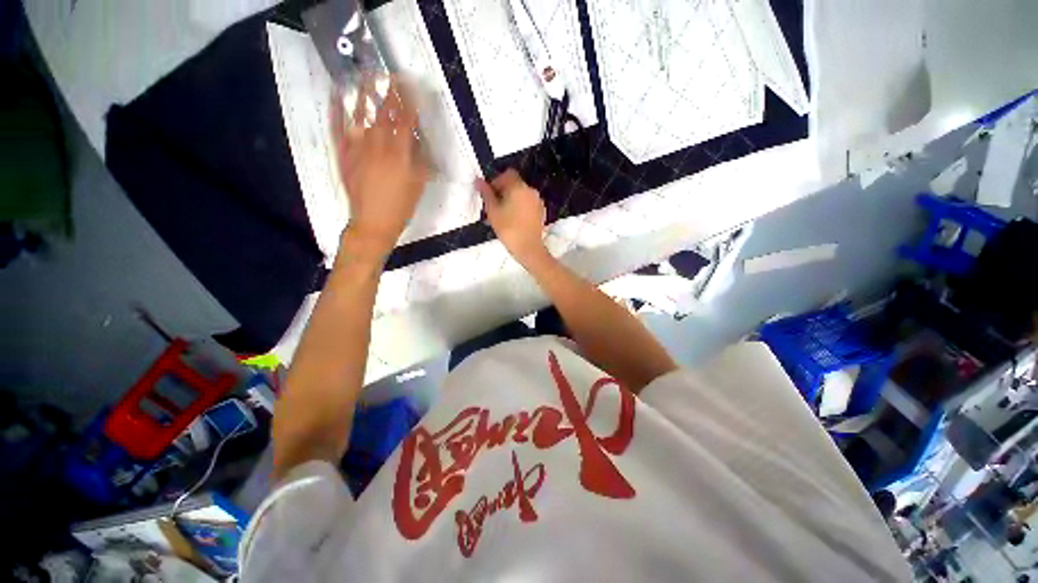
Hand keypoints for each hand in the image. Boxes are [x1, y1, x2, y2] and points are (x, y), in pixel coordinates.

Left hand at [333, 76, 428, 259]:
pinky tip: (335, 96)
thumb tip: (420, 142)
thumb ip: (420, 161)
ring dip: (363, 93)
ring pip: (360, 115)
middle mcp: (378, 145)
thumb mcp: (418, 185)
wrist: (373, 222)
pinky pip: (338, 129)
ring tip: (365, 75)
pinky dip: (336, 111)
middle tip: (392, 76)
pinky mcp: (343, 154)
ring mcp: (358, 147)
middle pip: (384, 114)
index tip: (412, 87)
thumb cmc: (401, 207)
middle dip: (390, 93)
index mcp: (400, 154)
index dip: (410, 102)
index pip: (406, 121)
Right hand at [475, 169, 547, 265]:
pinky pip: (527, 204)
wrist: (528, 248)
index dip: (496, 181)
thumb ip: (486, 194)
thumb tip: (478, 181)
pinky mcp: (541, 212)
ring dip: (511, 200)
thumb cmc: (508, 229)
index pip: (507, 174)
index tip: (489, 195)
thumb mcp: (492, 211)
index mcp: (519, 187)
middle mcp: (530, 191)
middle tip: (493, 207)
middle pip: (514, 184)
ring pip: (521, 195)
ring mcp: (538, 202)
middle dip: (503, 192)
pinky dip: (520, 208)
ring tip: (502, 216)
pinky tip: (513, 221)